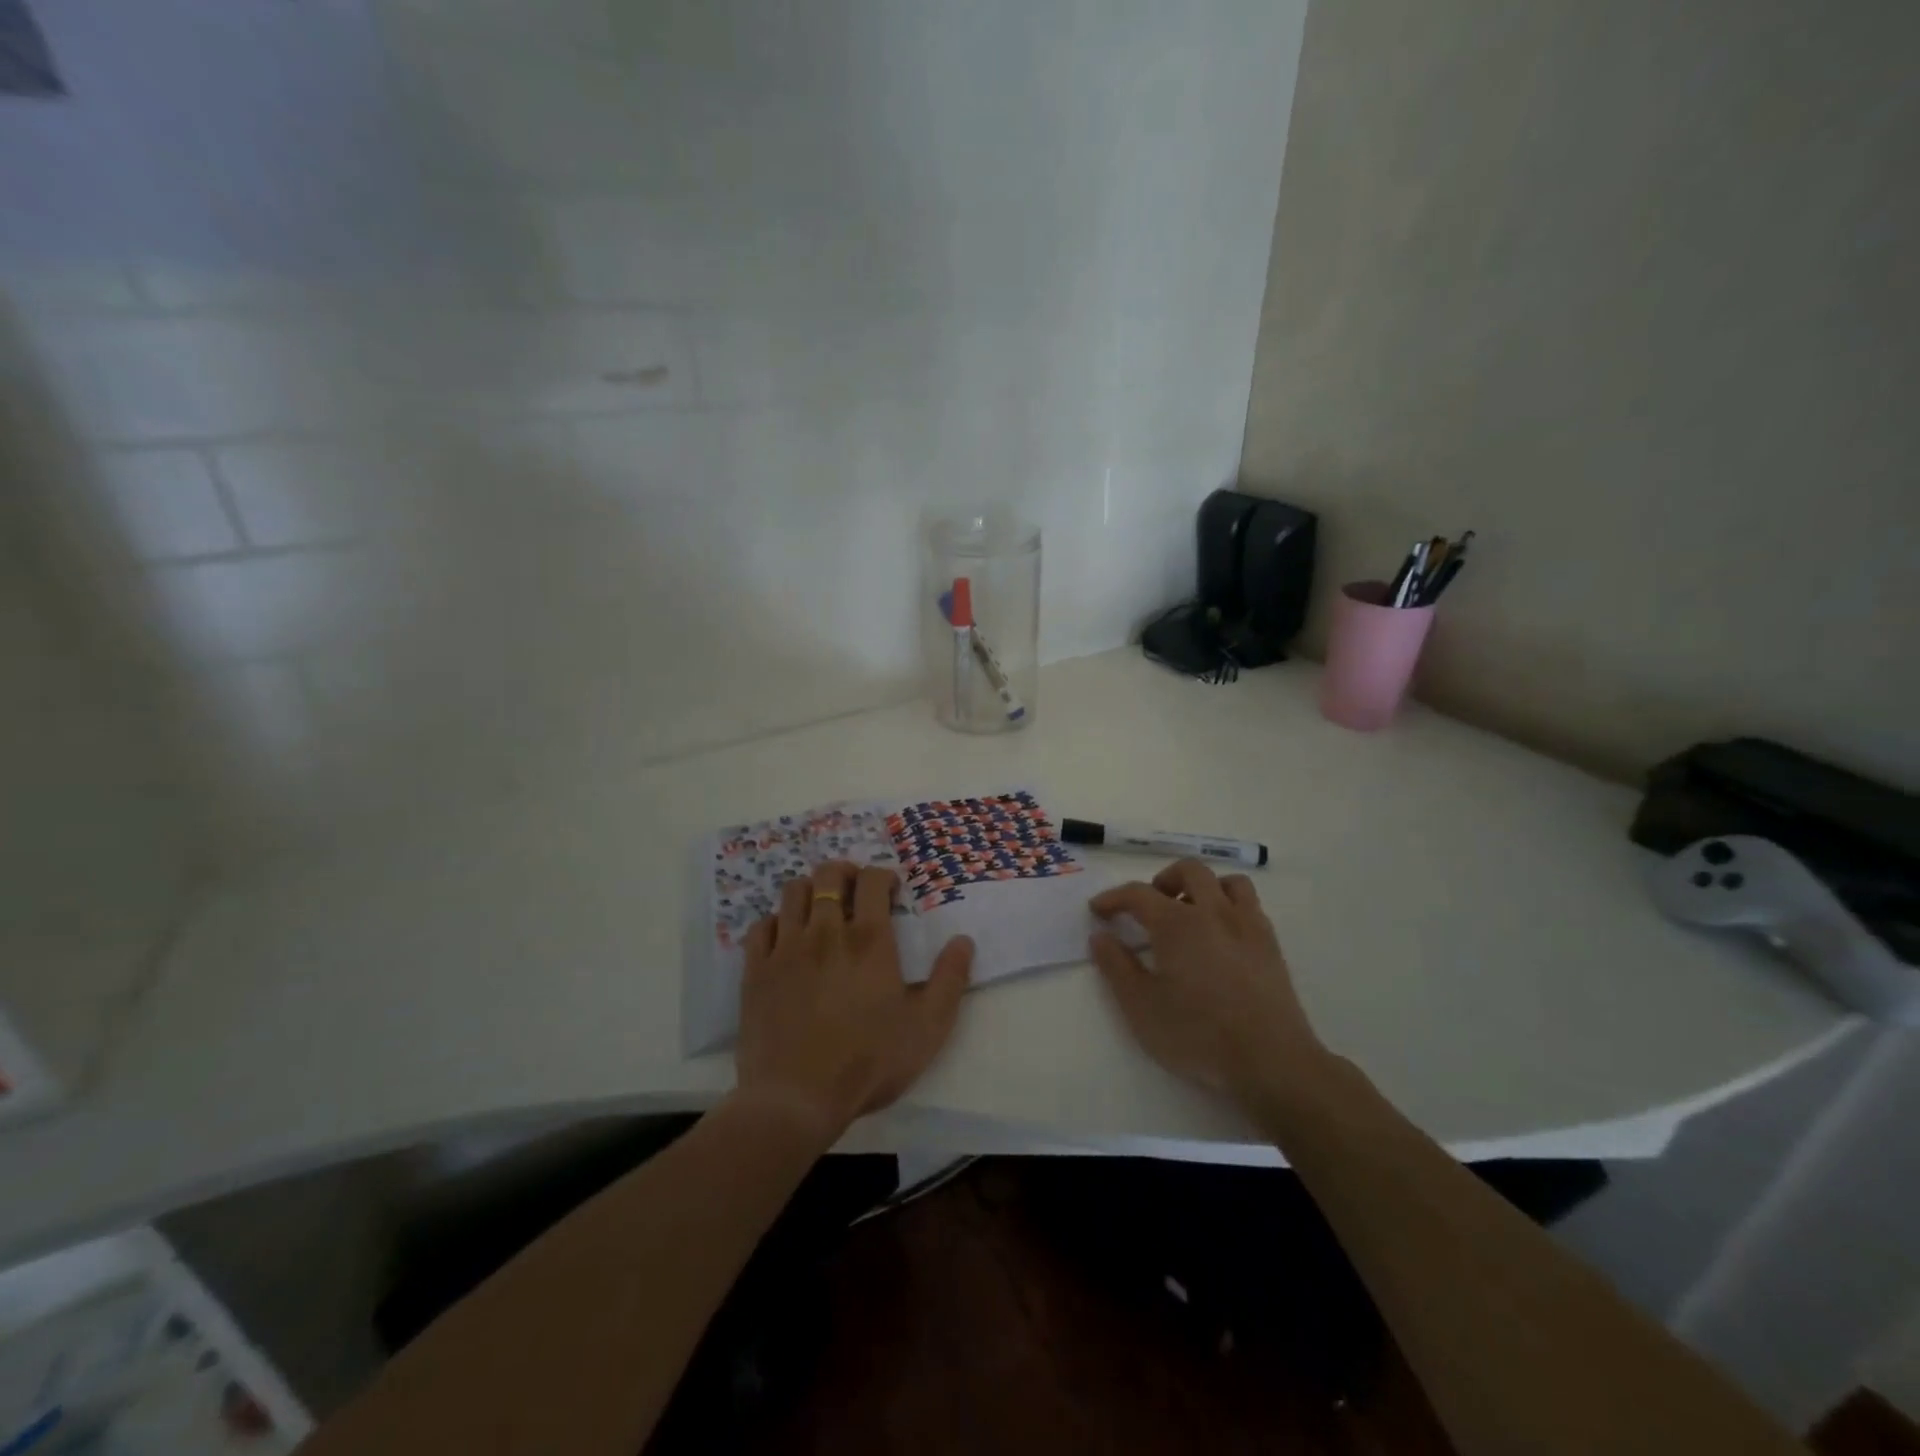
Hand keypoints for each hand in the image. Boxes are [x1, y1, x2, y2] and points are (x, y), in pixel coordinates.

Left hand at [735, 860, 973, 1143]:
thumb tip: (963, 940)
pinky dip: (776, 922)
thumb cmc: (869, 1062)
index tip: (891, 892)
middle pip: (828, 875)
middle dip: (845, 873)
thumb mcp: (928, 1027)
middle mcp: (826, 931)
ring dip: (810, 890)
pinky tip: (786, 939)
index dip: (883, 876)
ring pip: (793, 892)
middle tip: (855, 890)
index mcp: (869, 940)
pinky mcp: (757, 970)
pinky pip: (762, 926)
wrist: (796, 1099)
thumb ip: (950, 980)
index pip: (872, 880)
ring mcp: (786, 948)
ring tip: (820, 908)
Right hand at [1089, 858, 1327, 1104]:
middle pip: (1188, 871)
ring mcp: (1247, 925)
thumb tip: (1100, 936)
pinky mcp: (1271, 944)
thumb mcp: (1141, 1006)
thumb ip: (1116, 967)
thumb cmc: (1198, 1035)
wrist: (1271, 1061)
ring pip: (1227, 882)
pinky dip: (1230, 906)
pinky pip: (1250, 905)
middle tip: (1148, 908)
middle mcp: (1214, 912)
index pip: (1138, 894)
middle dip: (1162, 881)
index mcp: (1177, 924)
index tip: (1098, 910)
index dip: (1113, 898)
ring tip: (1189, 914)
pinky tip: (1221, 936)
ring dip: (1203, 888)